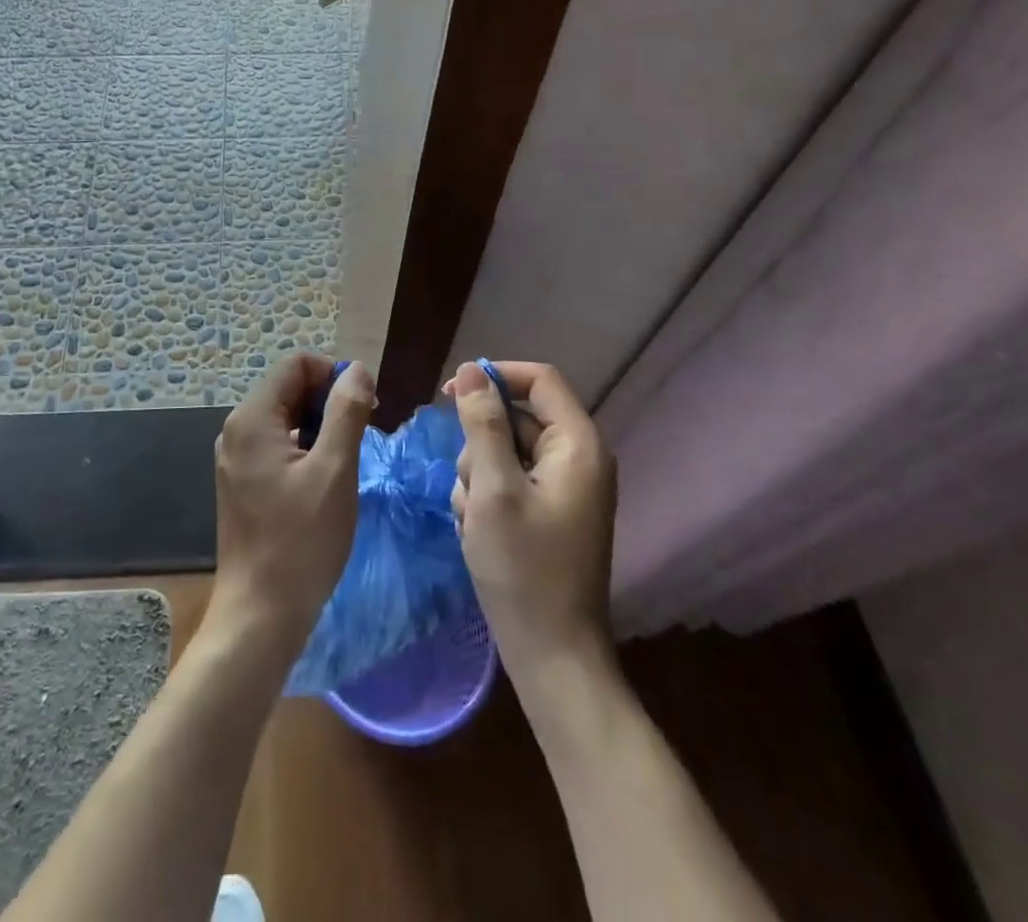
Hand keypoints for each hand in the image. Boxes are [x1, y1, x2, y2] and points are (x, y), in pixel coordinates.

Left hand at [208, 353, 376, 658]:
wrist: (260, 614)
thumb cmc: (302, 540)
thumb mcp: (335, 470)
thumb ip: (346, 412)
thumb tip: (356, 369)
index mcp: (252, 418)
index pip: (296, 365)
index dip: (333, 375)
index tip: (365, 407)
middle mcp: (237, 429)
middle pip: (289, 389)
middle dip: (329, 400)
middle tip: (362, 434)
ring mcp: (236, 457)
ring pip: (286, 417)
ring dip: (320, 425)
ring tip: (347, 459)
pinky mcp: (242, 481)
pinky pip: (277, 444)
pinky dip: (305, 448)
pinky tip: (325, 479)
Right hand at [448, 360, 616, 699]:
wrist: (552, 656)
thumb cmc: (523, 569)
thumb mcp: (492, 489)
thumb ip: (482, 424)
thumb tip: (471, 370)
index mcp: (578, 445)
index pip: (539, 379)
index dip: (495, 376)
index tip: (450, 394)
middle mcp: (578, 459)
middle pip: (517, 417)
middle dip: (480, 444)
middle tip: (469, 486)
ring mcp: (564, 488)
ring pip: (505, 450)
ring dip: (478, 475)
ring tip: (473, 517)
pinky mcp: (549, 512)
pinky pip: (509, 480)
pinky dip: (487, 496)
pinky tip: (478, 530)